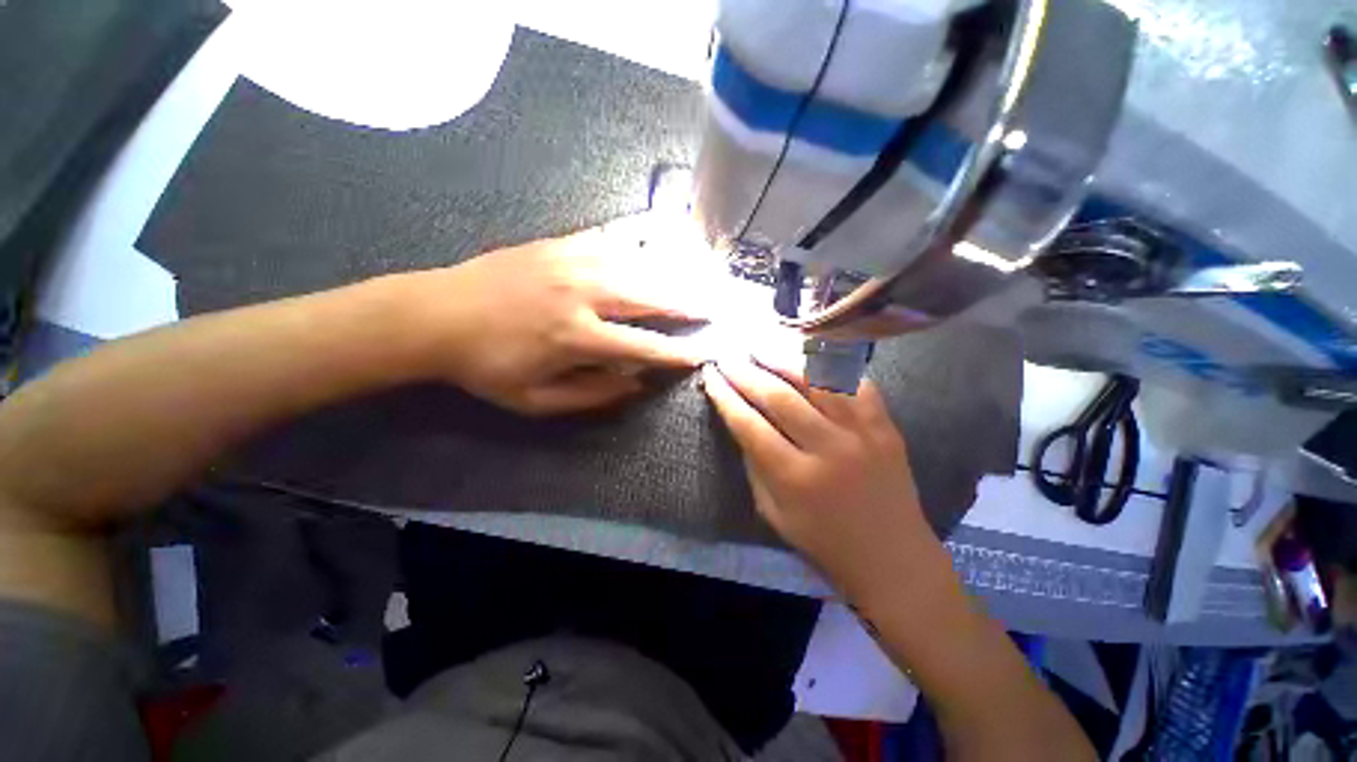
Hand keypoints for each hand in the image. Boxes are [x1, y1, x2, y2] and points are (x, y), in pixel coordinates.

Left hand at [401, 215, 719, 414]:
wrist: (436, 314)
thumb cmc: (487, 366)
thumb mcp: (535, 401)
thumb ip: (591, 395)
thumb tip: (636, 385)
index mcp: (576, 337)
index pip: (642, 347)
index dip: (676, 353)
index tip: (702, 353)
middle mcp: (583, 294)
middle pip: (650, 295)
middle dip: (689, 302)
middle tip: (717, 305)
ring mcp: (573, 261)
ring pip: (638, 262)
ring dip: (675, 270)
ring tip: (702, 274)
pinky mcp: (561, 242)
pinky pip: (612, 235)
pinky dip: (643, 235)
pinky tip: (664, 234)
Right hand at [701, 358, 939, 600]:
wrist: (891, 556)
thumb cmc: (823, 540)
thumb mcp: (773, 511)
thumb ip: (754, 463)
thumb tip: (740, 419)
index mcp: (795, 479)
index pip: (749, 425)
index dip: (725, 396)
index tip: (710, 376)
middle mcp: (829, 449)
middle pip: (779, 397)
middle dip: (746, 372)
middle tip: (729, 356)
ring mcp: (862, 433)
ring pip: (817, 380)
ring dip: (783, 358)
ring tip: (761, 348)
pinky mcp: (886, 425)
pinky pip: (854, 382)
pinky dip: (828, 365)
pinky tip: (806, 356)